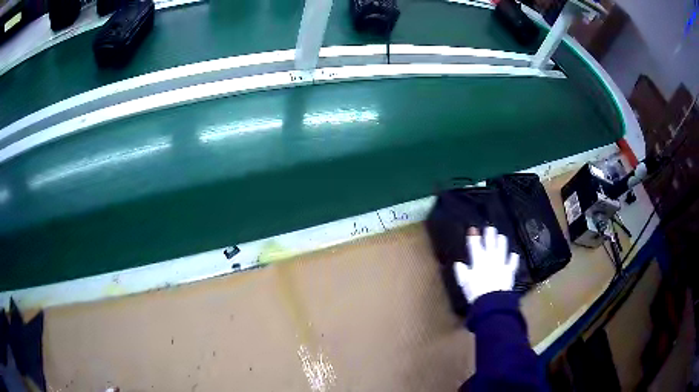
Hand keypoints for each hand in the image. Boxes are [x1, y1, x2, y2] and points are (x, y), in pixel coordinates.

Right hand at [453, 226, 519, 302]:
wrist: (492, 300)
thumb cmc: (475, 291)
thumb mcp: (464, 282)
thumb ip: (461, 272)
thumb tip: (458, 263)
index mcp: (478, 260)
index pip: (475, 245)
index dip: (474, 237)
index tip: (473, 229)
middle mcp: (491, 259)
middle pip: (490, 244)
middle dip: (490, 235)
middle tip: (490, 228)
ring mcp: (501, 264)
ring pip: (502, 250)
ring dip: (502, 243)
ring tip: (502, 236)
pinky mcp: (509, 271)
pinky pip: (512, 263)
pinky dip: (513, 258)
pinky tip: (514, 254)